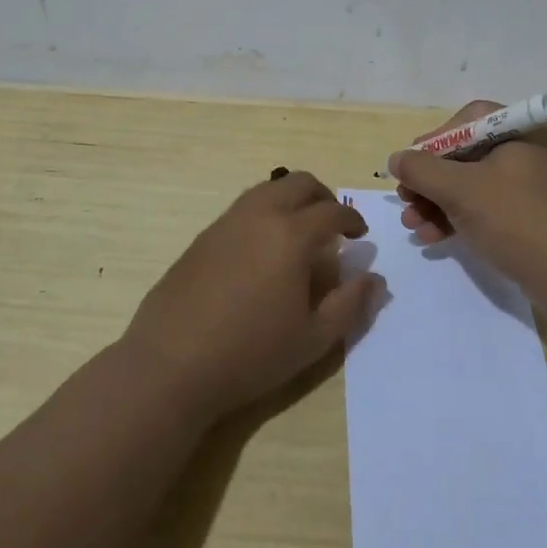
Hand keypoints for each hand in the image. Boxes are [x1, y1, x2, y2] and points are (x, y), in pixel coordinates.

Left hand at [123, 171, 380, 420]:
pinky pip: (242, 209)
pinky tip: (262, 250)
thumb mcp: (314, 339)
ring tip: (298, 233)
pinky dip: (263, 214)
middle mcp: (258, 216)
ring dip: (290, 200)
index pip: (332, 212)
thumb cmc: (251, 354)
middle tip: (332, 224)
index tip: (359, 234)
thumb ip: (350, 304)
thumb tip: (375, 279)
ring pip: (266, 190)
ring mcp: (225, 223)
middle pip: (298, 183)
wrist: (171, 364)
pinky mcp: (202, 238)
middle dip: (322, 197)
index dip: (352, 220)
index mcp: (290, 235)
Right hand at [390, 100, 546, 294]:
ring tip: (412, 226)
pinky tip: (434, 238)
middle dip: (430, 180)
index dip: (434, 139)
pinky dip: (458, 220)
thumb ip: (422, 170)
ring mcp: (532, 191)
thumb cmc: (519, 220)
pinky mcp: (531, 222)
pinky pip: (486, 211)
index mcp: (521, 133)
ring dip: (437, 203)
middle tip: (405, 201)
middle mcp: (528, 155)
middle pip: (466, 155)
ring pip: (473, 187)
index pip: (468, 120)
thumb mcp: (462, 190)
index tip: (411, 165)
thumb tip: (397, 159)